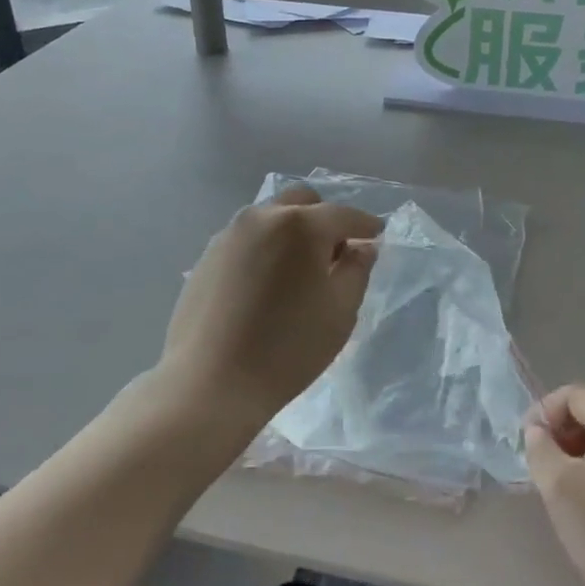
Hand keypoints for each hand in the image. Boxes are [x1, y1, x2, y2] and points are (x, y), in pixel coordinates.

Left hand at [159, 185, 381, 433]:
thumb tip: (362, 248)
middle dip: (325, 220)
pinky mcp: (207, 256)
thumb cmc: (288, 348)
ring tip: (300, 271)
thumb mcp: (340, 311)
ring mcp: (229, 234)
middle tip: (336, 255)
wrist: (210, 383)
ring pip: (272, 217)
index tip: (377, 237)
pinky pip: (248, 238)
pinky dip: (267, 247)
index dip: (365, 226)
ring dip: (293, 232)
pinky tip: (269, 283)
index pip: (344, 215)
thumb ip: (357, 271)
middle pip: (303, 202)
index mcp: (300, 226)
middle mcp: (262, 217)